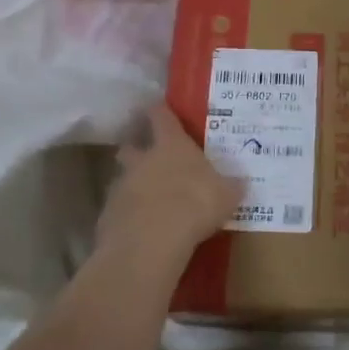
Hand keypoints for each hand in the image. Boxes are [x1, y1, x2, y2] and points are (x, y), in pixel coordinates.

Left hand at [96, 104, 242, 272]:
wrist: (152, 241)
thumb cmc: (195, 204)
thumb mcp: (226, 195)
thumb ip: (230, 186)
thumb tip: (240, 182)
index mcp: (171, 145)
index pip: (161, 116)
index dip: (160, 111)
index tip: (159, 108)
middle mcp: (142, 160)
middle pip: (131, 145)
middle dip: (137, 148)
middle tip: (148, 156)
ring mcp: (121, 186)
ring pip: (123, 178)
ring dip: (133, 184)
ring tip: (149, 199)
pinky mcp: (108, 215)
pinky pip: (118, 209)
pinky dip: (128, 215)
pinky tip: (141, 228)